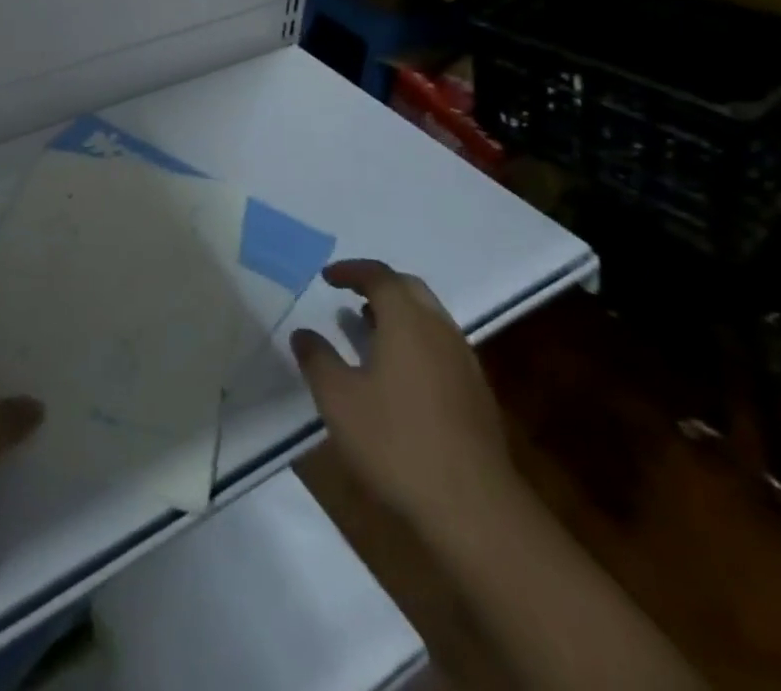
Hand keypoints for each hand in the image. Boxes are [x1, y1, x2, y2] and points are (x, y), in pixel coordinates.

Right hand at [290, 260, 515, 535]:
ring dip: (398, 315)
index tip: (327, 277)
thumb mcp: (338, 400)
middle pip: (410, 290)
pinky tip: (398, 375)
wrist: (474, 509)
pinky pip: (441, 347)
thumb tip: (303, 334)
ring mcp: (464, 363)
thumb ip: (317, 359)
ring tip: (368, 330)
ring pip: (429, 319)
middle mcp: (440, 330)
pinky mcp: (477, 395)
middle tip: (350, 296)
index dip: (351, 271)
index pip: (379, 276)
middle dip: (379, 286)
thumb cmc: (396, 443)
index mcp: (407, 321)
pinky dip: (415, 343)